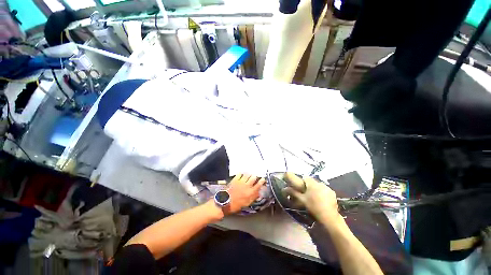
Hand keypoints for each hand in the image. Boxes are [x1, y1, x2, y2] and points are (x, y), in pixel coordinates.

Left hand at [226, 174, 265, 213]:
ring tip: (249, 175)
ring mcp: (240, 182)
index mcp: (250, 193)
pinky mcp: (235, 180)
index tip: (263, 179)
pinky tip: (242, 175)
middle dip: (255, 177)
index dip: (261, 181)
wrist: (224, 202)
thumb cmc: (236, 205)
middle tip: (254, 177)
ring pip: (247, 174)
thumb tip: (258, 193)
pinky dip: (241, 174)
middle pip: (253, 178)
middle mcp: (246, 186)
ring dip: (249, 174)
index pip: (258, 185)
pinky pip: (240, 174)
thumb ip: (253, 197)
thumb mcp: (247, 203)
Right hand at [283, 172, 340, 222]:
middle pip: (312, 181)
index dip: (302, 181)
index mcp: (312, 184)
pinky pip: (324, 189)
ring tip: (314, 197)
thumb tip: (284, 188)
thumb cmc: (313, 207)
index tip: (300, 187)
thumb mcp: (302, 200)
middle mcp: (320, 183)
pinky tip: (321, 200)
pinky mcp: (332, 193)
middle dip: (308, 185)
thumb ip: (293, 192)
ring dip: (315, 188)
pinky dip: (322, 192)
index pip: (305, 177)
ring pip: (318, 185)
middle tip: (306, 193)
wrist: (329, 217)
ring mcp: (327, 188)